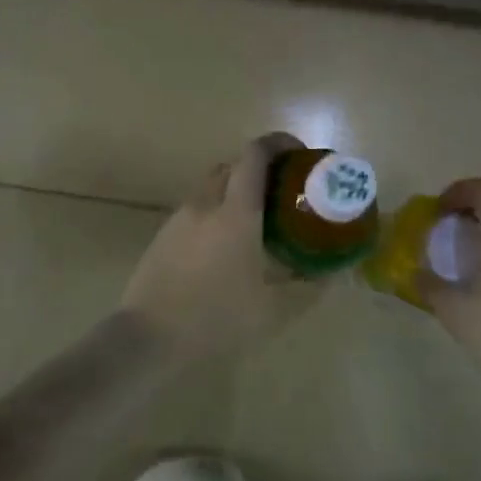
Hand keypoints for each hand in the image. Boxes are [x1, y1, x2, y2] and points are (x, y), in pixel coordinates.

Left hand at [121, 133, 320, 363]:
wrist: (148, 337)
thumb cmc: (216, 319)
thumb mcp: (273, 311)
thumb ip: (307, 287)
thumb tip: (332, 273)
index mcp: (236, 212)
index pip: (255, 154)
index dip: (279, 143)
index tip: (300, 154)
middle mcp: (206, 204)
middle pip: (233, 165)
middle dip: (259, 167)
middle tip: (282, 190)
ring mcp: (179, 217)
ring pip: (212, 186)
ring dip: (235, 189)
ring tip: (257, 219)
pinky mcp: (163, 235)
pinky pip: (196, 208)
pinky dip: (216, 211)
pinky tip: (225, 246)